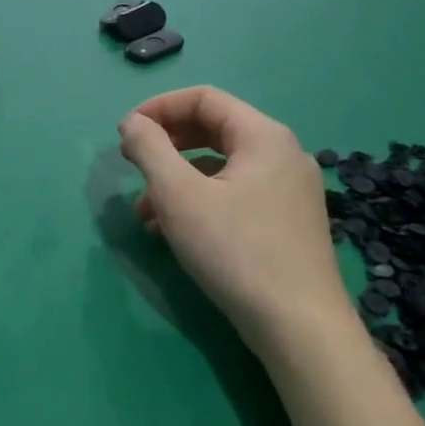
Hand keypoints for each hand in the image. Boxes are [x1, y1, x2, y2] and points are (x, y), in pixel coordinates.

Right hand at [118, 87, 355, 351]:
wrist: (299, 327)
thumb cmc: (235, 250)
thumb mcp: (178, 195)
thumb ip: (149, 149)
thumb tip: (132, 123)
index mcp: (264, 136)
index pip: (204, 99)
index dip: (158, 108)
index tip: (125, 133)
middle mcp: (282, 155)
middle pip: (213, 130)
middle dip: (165, 146)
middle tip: (131, 165)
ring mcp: (289, 191)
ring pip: (220, 168)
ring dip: (176, 181)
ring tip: (143, 214)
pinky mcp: (287, 224)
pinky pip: (234, 196)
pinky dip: (199, 203)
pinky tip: (172, 233)